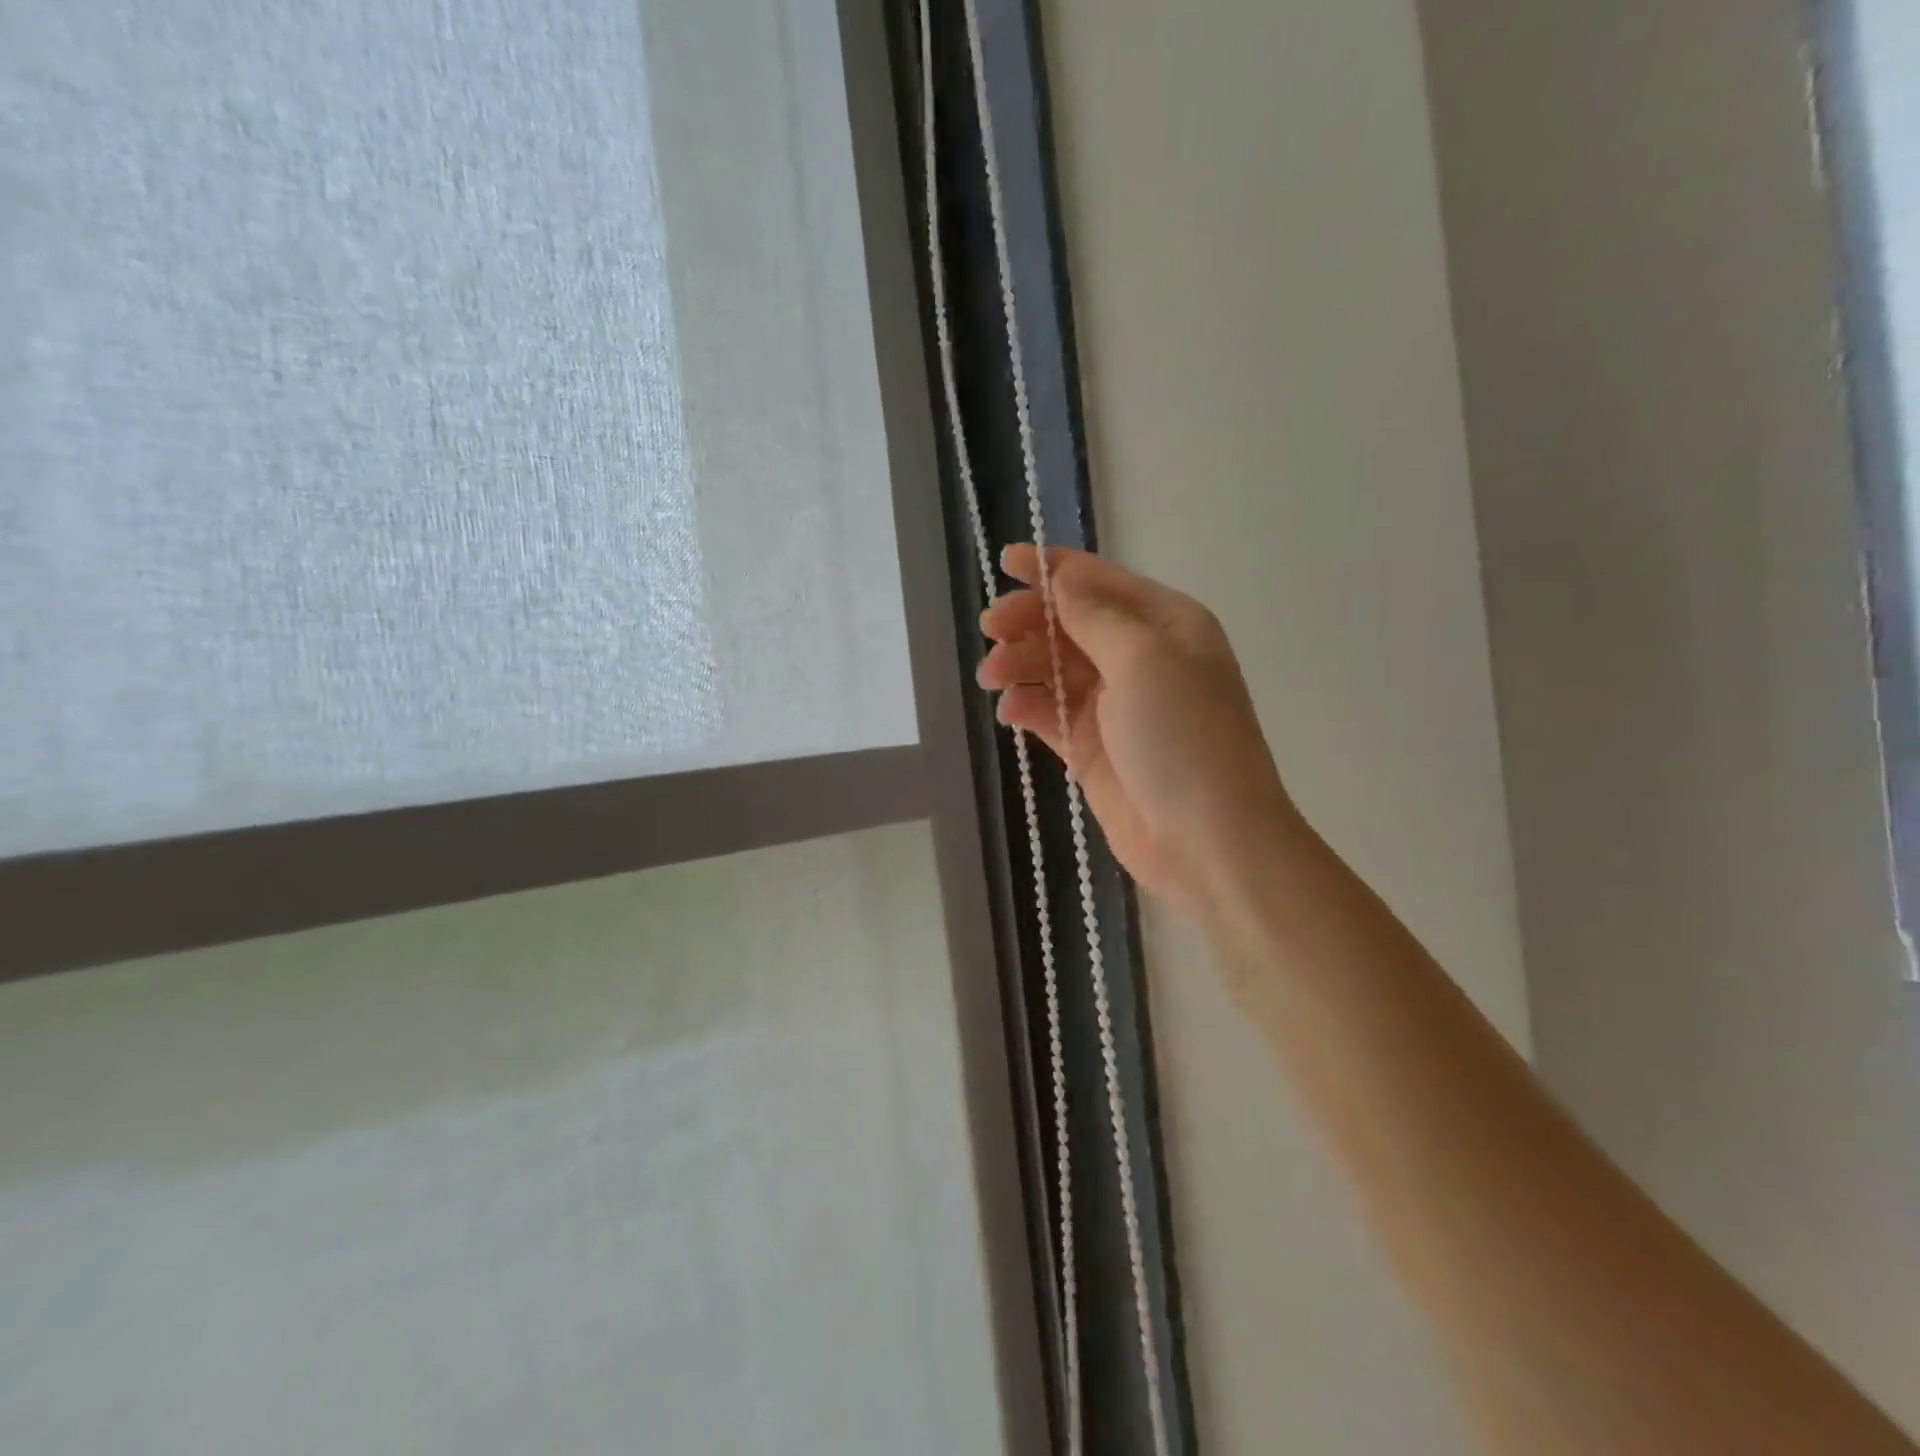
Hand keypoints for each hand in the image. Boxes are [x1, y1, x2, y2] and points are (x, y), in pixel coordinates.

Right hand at [978, 545, 1298, 916]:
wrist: (1207, 840)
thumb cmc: (1182, 736)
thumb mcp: (1143, 659)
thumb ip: (1094, 616)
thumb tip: (1061, 579)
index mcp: (1166, 624)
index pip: (1101, 583)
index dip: (1053, 569)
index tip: (1006, 562)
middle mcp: (1142, 658)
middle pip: (1072, 623)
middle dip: (1029, 621)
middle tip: (990, 630)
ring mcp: (1117, 705)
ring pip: (1056, 668)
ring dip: (1021, 664)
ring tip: (992, 676)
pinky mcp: (1095, 747)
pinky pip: (1052, 714)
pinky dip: (1028, 707)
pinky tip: (1009, 711)